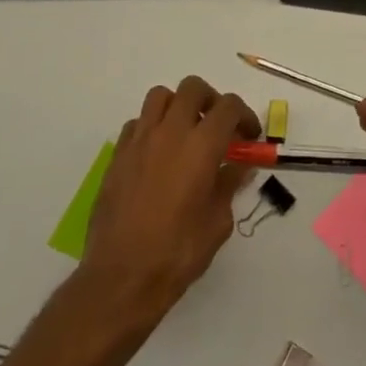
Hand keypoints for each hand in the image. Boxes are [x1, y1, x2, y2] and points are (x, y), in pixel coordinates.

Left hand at [79, 77, 259, 325]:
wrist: (122, 277)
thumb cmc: (178, 253)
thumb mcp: (218, 222)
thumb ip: (229, 185)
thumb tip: (240, 166)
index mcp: (201, 146)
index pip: (229, 107)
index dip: (244, 116)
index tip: (248, 137)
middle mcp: (170, 133)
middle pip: (193, 88)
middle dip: (211, 100)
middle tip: (218, 127)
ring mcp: (139, 141)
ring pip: (160, 96)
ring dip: (178, 106)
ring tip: (186, 133)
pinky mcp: (117, 155)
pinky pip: (137, 123)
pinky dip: (152, 128)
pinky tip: (158, 155)